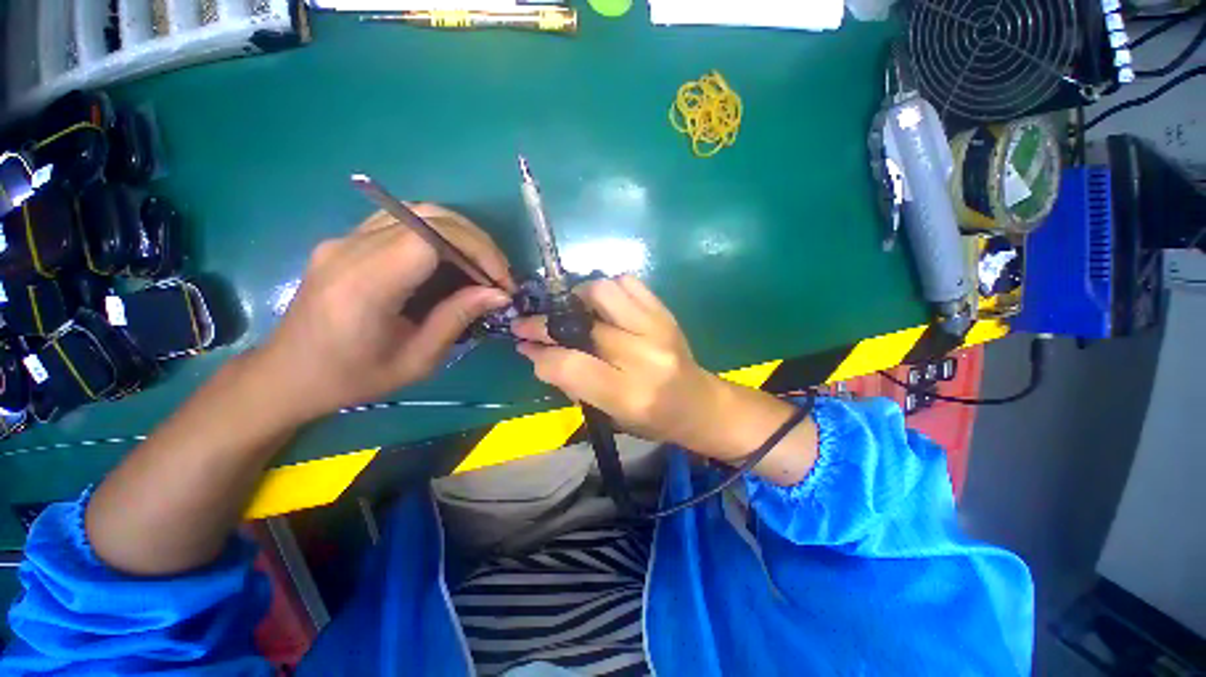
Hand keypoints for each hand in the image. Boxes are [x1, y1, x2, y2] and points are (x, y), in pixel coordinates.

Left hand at [254, 205, 513, 422]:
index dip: (477, 251)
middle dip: (476, 242)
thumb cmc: (353, 378)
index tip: (501, 282)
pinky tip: (449, 262)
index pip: (432, 237)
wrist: (288, 375)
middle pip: (429, 216)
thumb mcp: (417, 360)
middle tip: (498, 275)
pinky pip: (403, 221)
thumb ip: (457, 318)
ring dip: (460, 235)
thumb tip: (499, 294)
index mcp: (366, 284)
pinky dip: (437, 235)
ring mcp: (344, 239)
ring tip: (479, 268)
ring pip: (417, 212)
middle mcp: (351, 248)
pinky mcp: (346, 240)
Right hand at [512, 276, 811, 475]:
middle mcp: (644, 356)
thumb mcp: (609, 415)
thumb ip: (572, 384)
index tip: (524, 345)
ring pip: (603, 291)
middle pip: (582, 324)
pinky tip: (605, 305)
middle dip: (547, 322)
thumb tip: (536, 353)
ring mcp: (657, 328)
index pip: (570, 366)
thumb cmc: (652, 419)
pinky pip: (628, 282)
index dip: (540, 354)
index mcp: (629, 394)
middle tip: (535, 324)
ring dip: (579, 298)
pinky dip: (609, 288)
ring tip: (575, 312)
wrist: (700, 404)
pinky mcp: (665, 312)